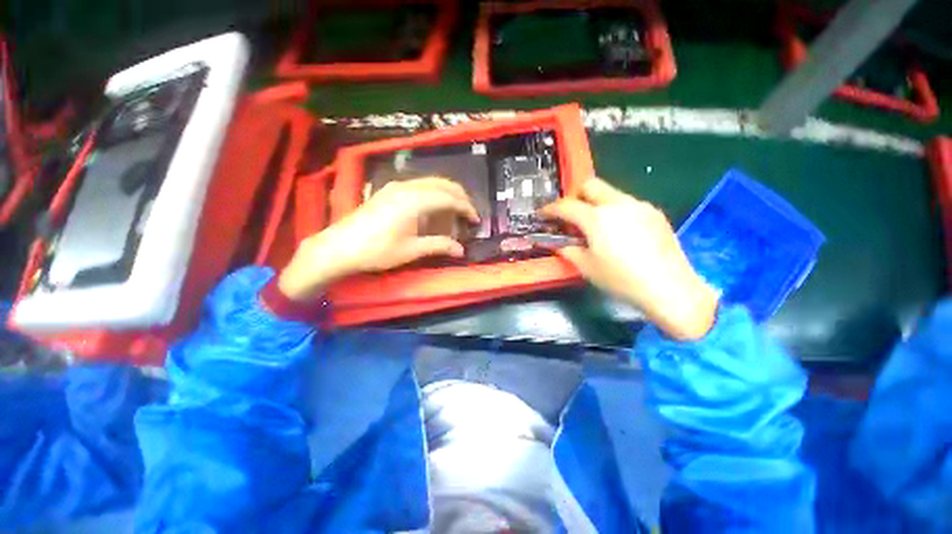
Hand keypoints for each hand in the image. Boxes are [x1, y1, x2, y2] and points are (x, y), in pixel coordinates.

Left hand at [278, 178, 479, 300]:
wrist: (340, 247)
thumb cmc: (377, 251)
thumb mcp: (411, 250)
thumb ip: (439, 245)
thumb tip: (461, 249)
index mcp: (416, 201)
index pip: (450, 198)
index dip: (466, 208)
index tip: (476, 220)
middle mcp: (408, 187)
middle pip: (443, 184)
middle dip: (460, 196)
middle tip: (469, 213)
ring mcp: (396, 186)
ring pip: (430, 181)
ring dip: (447, 192)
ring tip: (455, 209)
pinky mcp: (388, 190)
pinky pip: (419, 184)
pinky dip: (433, 192)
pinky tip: (433, 205)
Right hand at [541, 178, 717, 339]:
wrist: (670, 288)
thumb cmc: (621, 280)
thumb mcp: (587, 267)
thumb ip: (568, 251)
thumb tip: (559, 244)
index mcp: (597, 218)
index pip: (566, 206)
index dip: (550, 209)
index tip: (542, 214)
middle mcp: (618, 204)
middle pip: (590, 185)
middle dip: (575, 197)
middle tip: (571, 216)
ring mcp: (639, 206)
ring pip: (610, 193)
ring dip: (596, 204)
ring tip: (596, 227)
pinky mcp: (654, 213)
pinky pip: (627, 204)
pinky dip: (614, 211)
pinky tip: (619, 233)